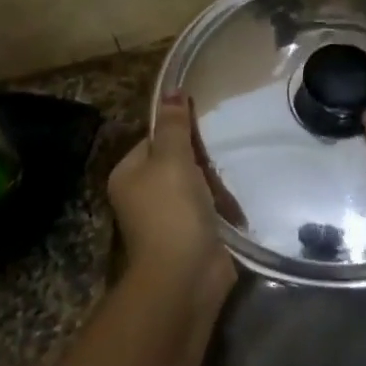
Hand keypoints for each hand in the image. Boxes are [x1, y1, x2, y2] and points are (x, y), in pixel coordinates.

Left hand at [106, 94, 235, 297]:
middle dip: (201, 158)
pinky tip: (236, 200)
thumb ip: (174, 126)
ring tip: (231, 177)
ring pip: (196, 184)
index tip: (205, 128)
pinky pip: (209, 207)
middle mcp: (142, 194)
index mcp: (128, 174)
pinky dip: (223, 204)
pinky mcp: (192, 234)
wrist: (185, 276)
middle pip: (176, 160)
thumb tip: (171, 90)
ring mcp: (167, 217)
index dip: (179, 131)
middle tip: (221, 153)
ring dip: (215, 182)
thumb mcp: (172, 160)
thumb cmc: (172, 211)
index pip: (154, 138)